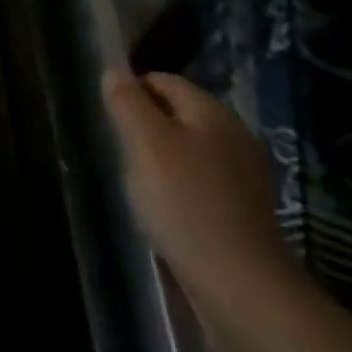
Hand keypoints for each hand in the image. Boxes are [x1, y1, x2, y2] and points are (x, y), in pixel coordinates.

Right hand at [101, 65, 298, 311]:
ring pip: (188, 146)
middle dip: (145, 125)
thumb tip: (114, 70)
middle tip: (120, 152)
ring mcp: (243, 172)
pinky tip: (164, 207)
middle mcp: (234, 134)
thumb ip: (128, 103)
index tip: (108, 120)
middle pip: (178, 113)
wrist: (239, 282)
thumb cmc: (184, 203)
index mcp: (213, 112)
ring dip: (160, 156)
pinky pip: (200, 177)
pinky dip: (178, 184)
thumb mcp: (146, 145)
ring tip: (138, 182)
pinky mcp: (243, 206)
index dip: (132, 91)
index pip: (164, 81)